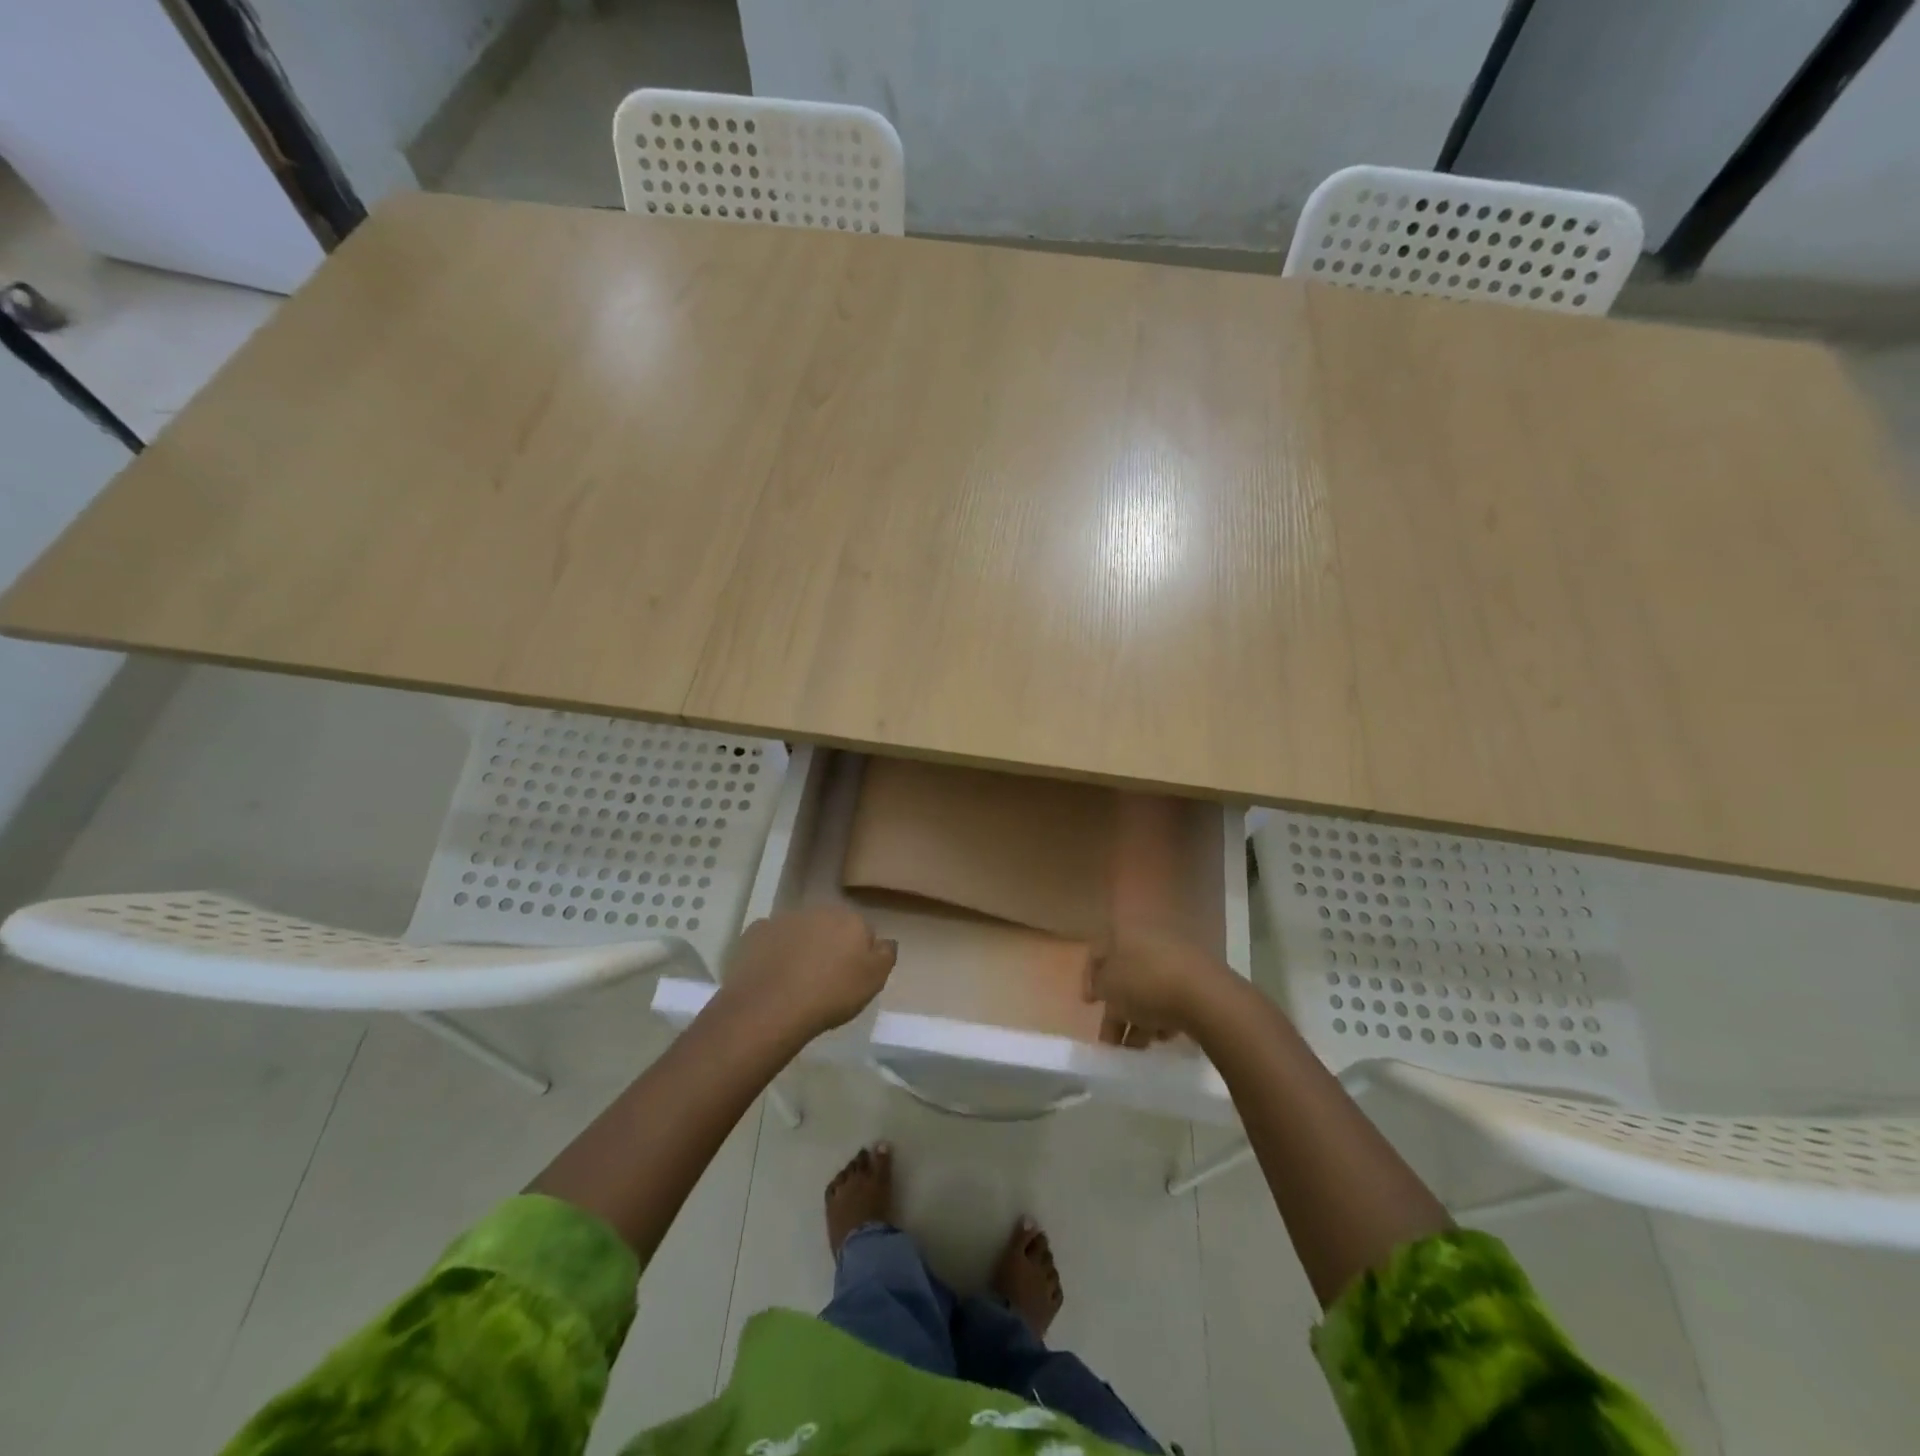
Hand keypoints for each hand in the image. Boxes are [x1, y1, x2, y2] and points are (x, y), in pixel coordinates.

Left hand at [718, 906, 896, 1038]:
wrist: (771, 1006)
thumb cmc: (831, 994)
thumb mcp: (874, 980)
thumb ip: (886, 955)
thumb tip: (885, 941)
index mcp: (850, 919)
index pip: (862, 931)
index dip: (858, 954)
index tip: (851, 977)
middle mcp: (818, 910)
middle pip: (829, 927)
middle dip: (829, 945)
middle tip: (824, 979)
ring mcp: (783, 919)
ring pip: (799, 931)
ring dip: (801, 947)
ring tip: (795, 981)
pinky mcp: (755, 933)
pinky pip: (770, 940)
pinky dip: (773, 952)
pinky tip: (771, 975)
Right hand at [1084, 928, 1238, 1046]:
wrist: (1205, 996)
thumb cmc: (1146, 983)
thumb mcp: (1108, 986)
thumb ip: (1097, 986)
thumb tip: (1099, 987)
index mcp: (1124, 933)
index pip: (1099, 951)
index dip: (1089, 977)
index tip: (1088, 1004)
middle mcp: (1149, 939)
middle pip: (1125, 974)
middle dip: (1115, 1007)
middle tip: (1110, 1038)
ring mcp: (1175, 958)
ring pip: (1148, 988)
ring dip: (1137, 1018)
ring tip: (1134, 1048)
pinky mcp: (1197, 979)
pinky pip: (1171, 997)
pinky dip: (1162, 1017)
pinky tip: (1160, 1037)